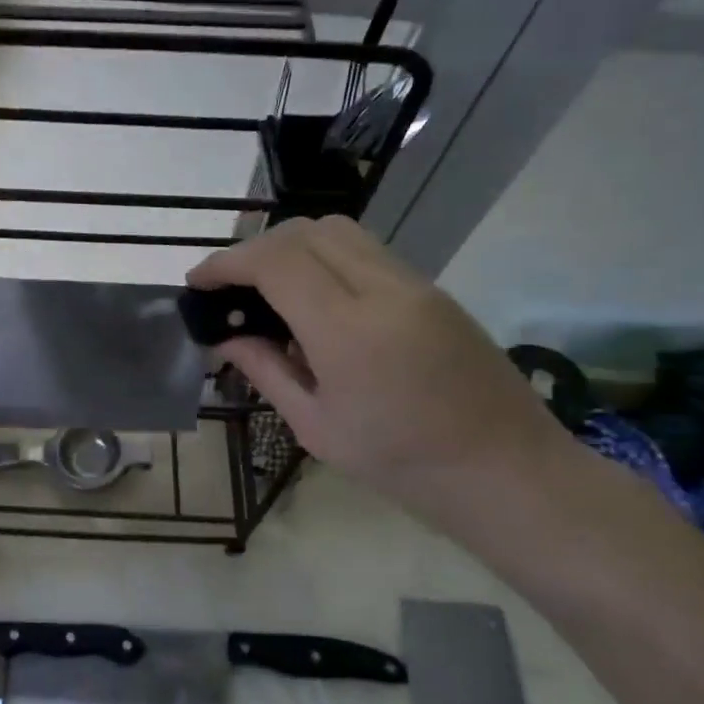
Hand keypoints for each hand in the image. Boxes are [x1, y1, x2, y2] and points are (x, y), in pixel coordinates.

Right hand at [188, 217, 571, 520]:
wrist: (505, 471)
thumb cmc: (400, 463)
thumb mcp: (315, 426)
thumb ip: (265, 370)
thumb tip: (224, 337)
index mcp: (348, 330)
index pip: (275, 262)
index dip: (227, 263)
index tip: (197, 282)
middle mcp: (383, 289)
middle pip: (304, 232)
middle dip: (253, 249)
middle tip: (228, 287)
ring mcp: (414, 283)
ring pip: (337, 231)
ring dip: (290, 246)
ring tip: (266, 287)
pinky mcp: (431, 289)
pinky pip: (365, 250)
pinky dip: (323, 257)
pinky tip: (313, 300)